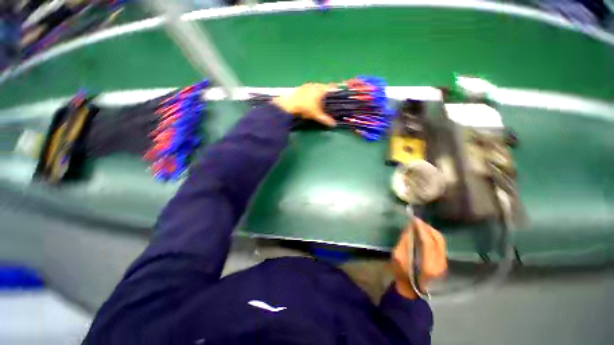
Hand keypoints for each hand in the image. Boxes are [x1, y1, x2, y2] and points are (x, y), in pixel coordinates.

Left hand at [272, 83, 335, 126]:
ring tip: (318, 101)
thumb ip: (325, 119)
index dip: (335, 91)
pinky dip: (311, 93)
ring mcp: (307, 85)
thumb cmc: (305, 108)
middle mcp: (315, 85)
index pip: (332, 87)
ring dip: (318, 92)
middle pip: (324, 87)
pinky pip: (309, 88)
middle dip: (326, 93)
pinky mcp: (301, 87)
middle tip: (328, 101)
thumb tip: (334, 124)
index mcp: (321, 89)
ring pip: (316, 87)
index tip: (337, 96)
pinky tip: (309, 100)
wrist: (289, 105)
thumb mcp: (316, 115)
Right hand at [391, 218, 446, 299]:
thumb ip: (404, 242)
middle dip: (427, 227)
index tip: (414, 219)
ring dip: (430, 231)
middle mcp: (440, 263)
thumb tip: (409, 228)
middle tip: (416, 220)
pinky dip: (432, 236)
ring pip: (440, 241)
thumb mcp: (398, 257)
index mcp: (428, 265)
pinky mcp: (443, 262)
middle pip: (438, 239)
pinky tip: (424, 233)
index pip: (428, 241)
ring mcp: (443, 263)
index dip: (421, 228)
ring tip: (420, 225)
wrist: (411, 290)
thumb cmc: (401, 274)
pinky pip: (440, 244)